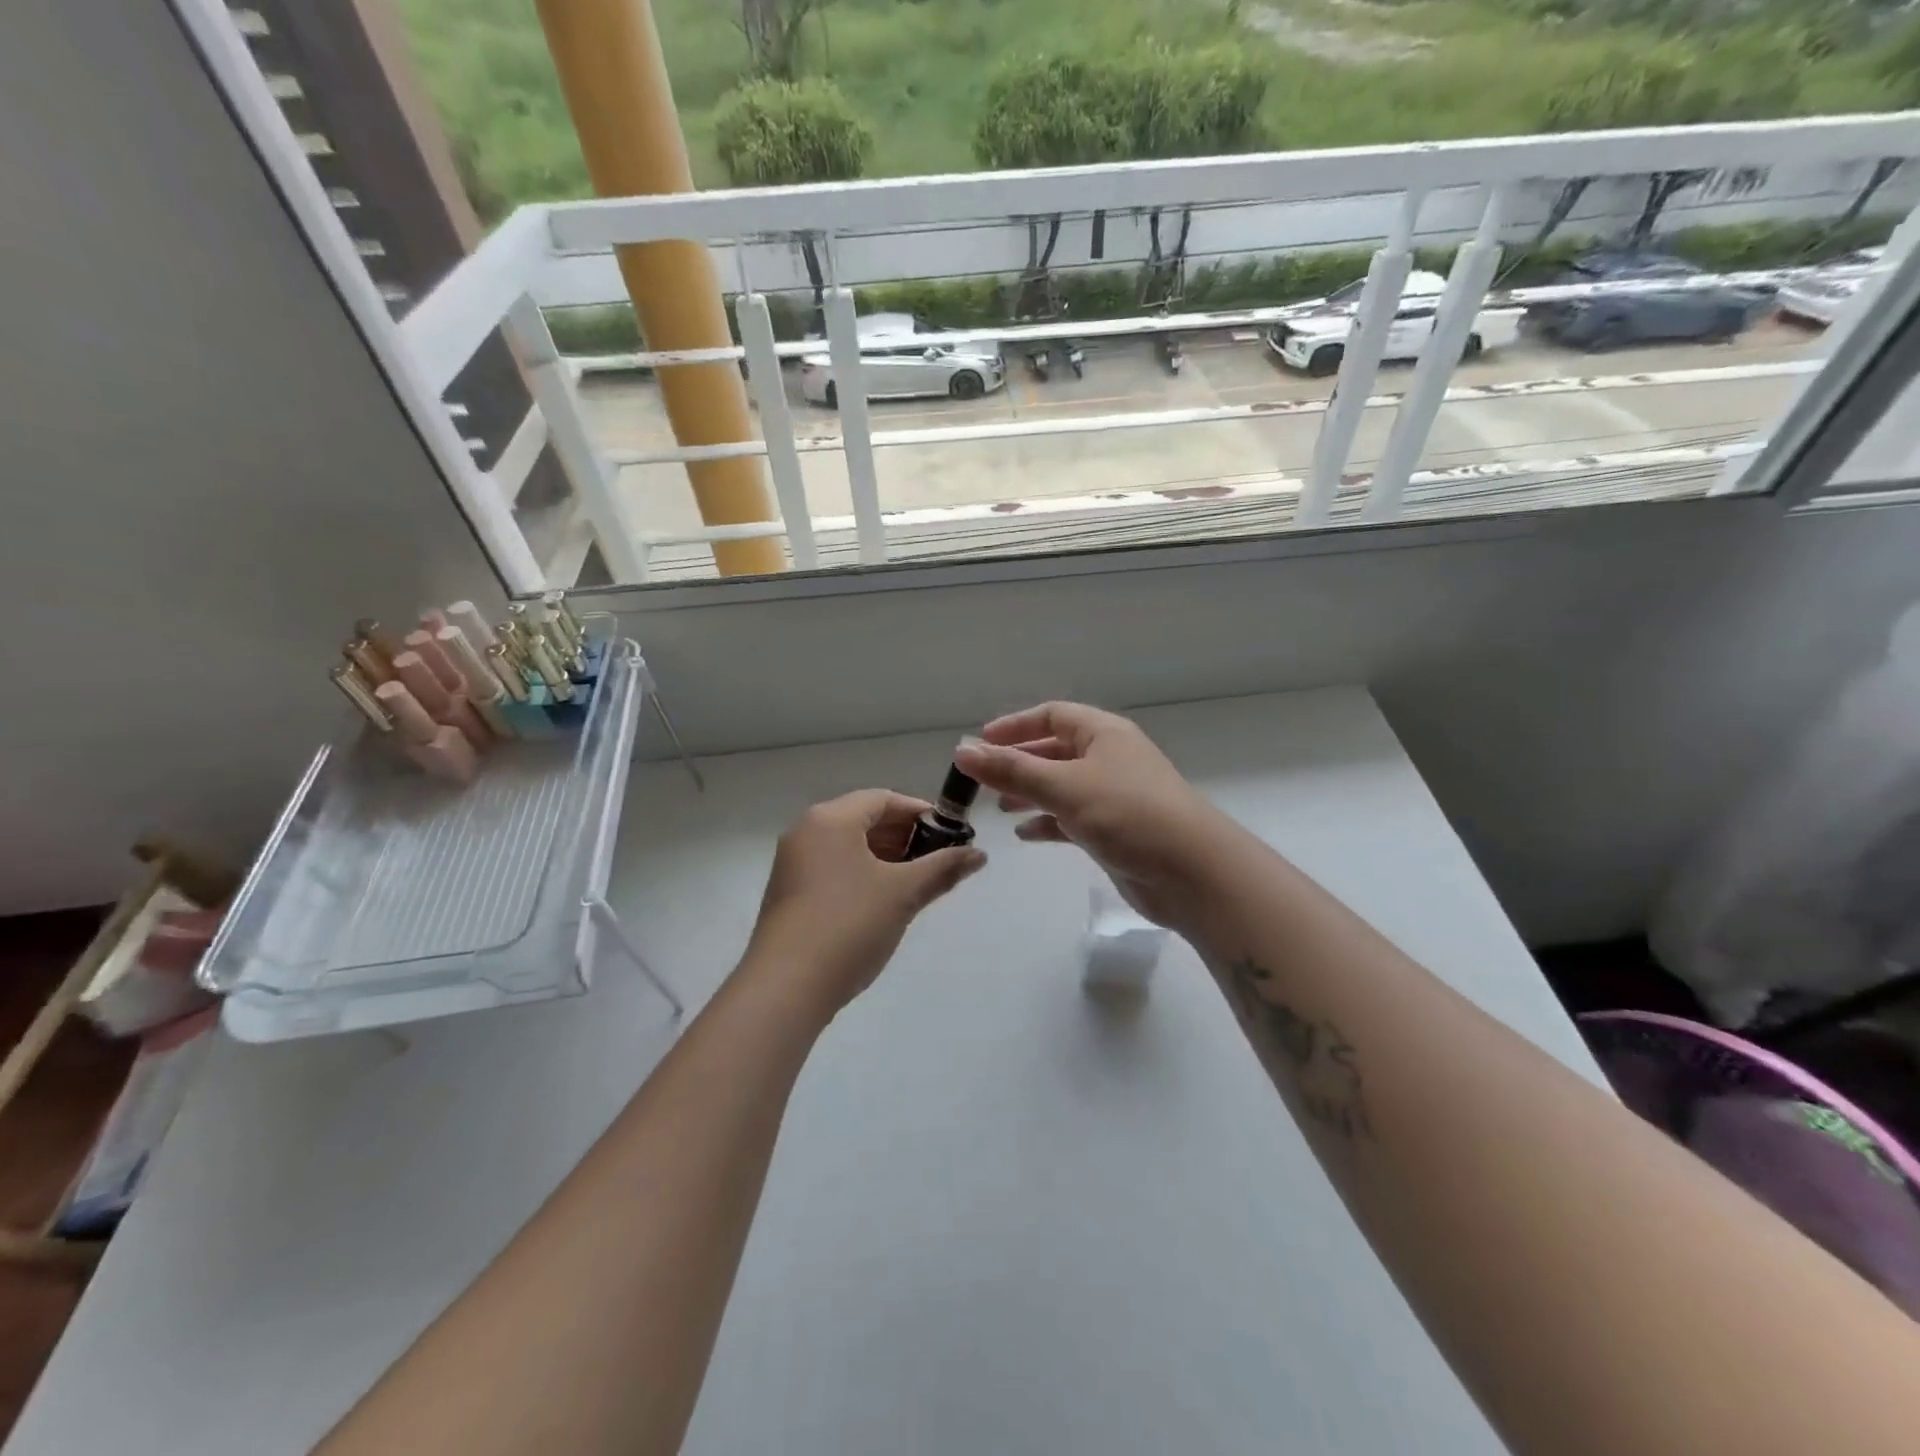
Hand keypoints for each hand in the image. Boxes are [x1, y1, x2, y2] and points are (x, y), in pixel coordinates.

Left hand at [742, 789, 986, 1020]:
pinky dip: (862, 874)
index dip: (921, 812)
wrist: (786, 987)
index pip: (883, 799)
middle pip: (864, 819)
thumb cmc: (850, 924)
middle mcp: (806, 832)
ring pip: (848, 846)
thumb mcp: (903, 893)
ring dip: (885, 857)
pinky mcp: (789, 893)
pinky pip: (833, 868)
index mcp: (831, 819)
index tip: (951, 833)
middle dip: (905, 836)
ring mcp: (793, 863)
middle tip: (939, 859)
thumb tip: (979, 854)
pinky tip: (884, 901)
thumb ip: (943, 868)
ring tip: (917, 882)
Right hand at [954, 703, 1234, 935]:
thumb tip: (962, 751)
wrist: (1191, 872)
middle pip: (1055, 751)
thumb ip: (1011, 770)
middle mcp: (1109, 758)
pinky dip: (1048, 823)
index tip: (979, 742)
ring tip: (999, 807)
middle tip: (982, 780)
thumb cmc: (1127, 814)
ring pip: (1062, 786)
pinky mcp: (1115, 830)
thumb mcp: (1064, 786)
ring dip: (1030, 793)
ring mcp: (1113, 796)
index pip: (1053, 715)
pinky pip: (1072, 818)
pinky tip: (1025, 834)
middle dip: (1018, 763)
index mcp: (1103, 734)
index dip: (1015, 726)